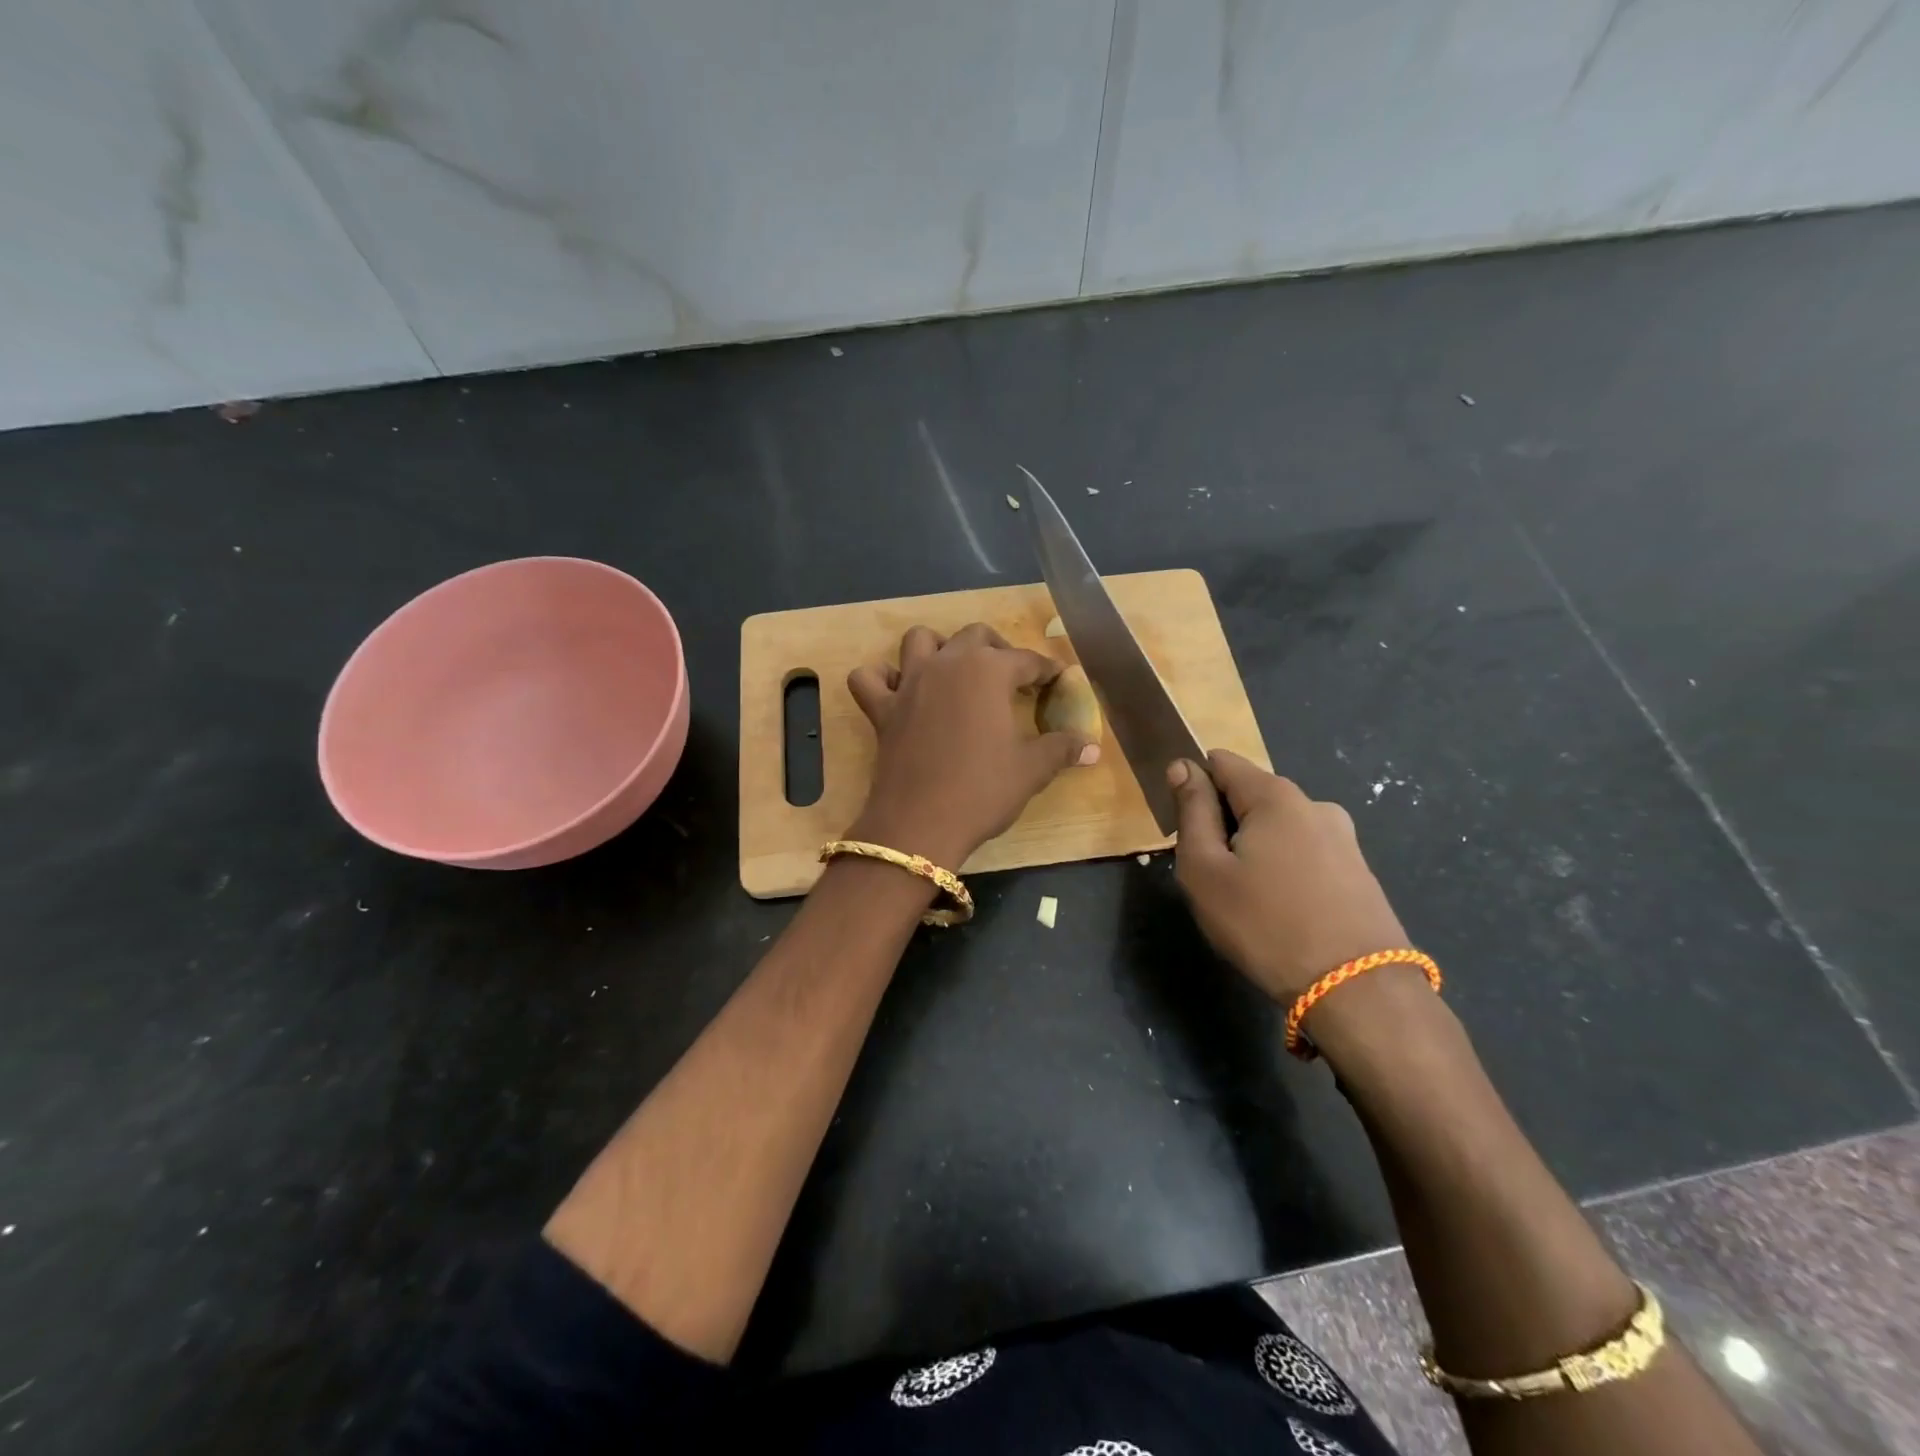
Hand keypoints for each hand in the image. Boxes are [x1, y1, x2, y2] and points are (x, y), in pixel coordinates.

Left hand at [846, 624, 1099, 867]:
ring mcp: (909, 683)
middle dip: (998, 650)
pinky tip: (898, 691)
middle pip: (975, 636)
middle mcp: (947, 664)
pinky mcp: (881, 709)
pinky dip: (881, 678)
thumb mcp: (1032, 770)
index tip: (1057, 680)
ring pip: (920, 640)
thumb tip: (1092, 747)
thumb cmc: (983, 790)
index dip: (1046, 670)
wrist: (920, 823)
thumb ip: (1062, 749)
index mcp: (988, 671)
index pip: (1026, 660)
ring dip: (939, 648)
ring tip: (954, 672)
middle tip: (1012, 677)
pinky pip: (869, 678)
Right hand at [1167, 751, 1407, 1003]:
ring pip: (1277, 828)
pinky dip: (1283, 869)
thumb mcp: (1205, 869)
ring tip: (1247, 900)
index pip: (1220, 762)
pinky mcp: (1359, 871)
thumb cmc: (1264, 925)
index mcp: (1275, 795)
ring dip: (1254, 849)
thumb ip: (1191, 811)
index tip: (1185, 829)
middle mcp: (1314, 804)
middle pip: (1250, 795)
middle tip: (1212, 876)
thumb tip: (1183, 766)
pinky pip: (1304, 853)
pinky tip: (1281, 912)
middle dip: (1224, 824)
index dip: (1193, 786)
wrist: (1357, 991)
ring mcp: (1343, 838)